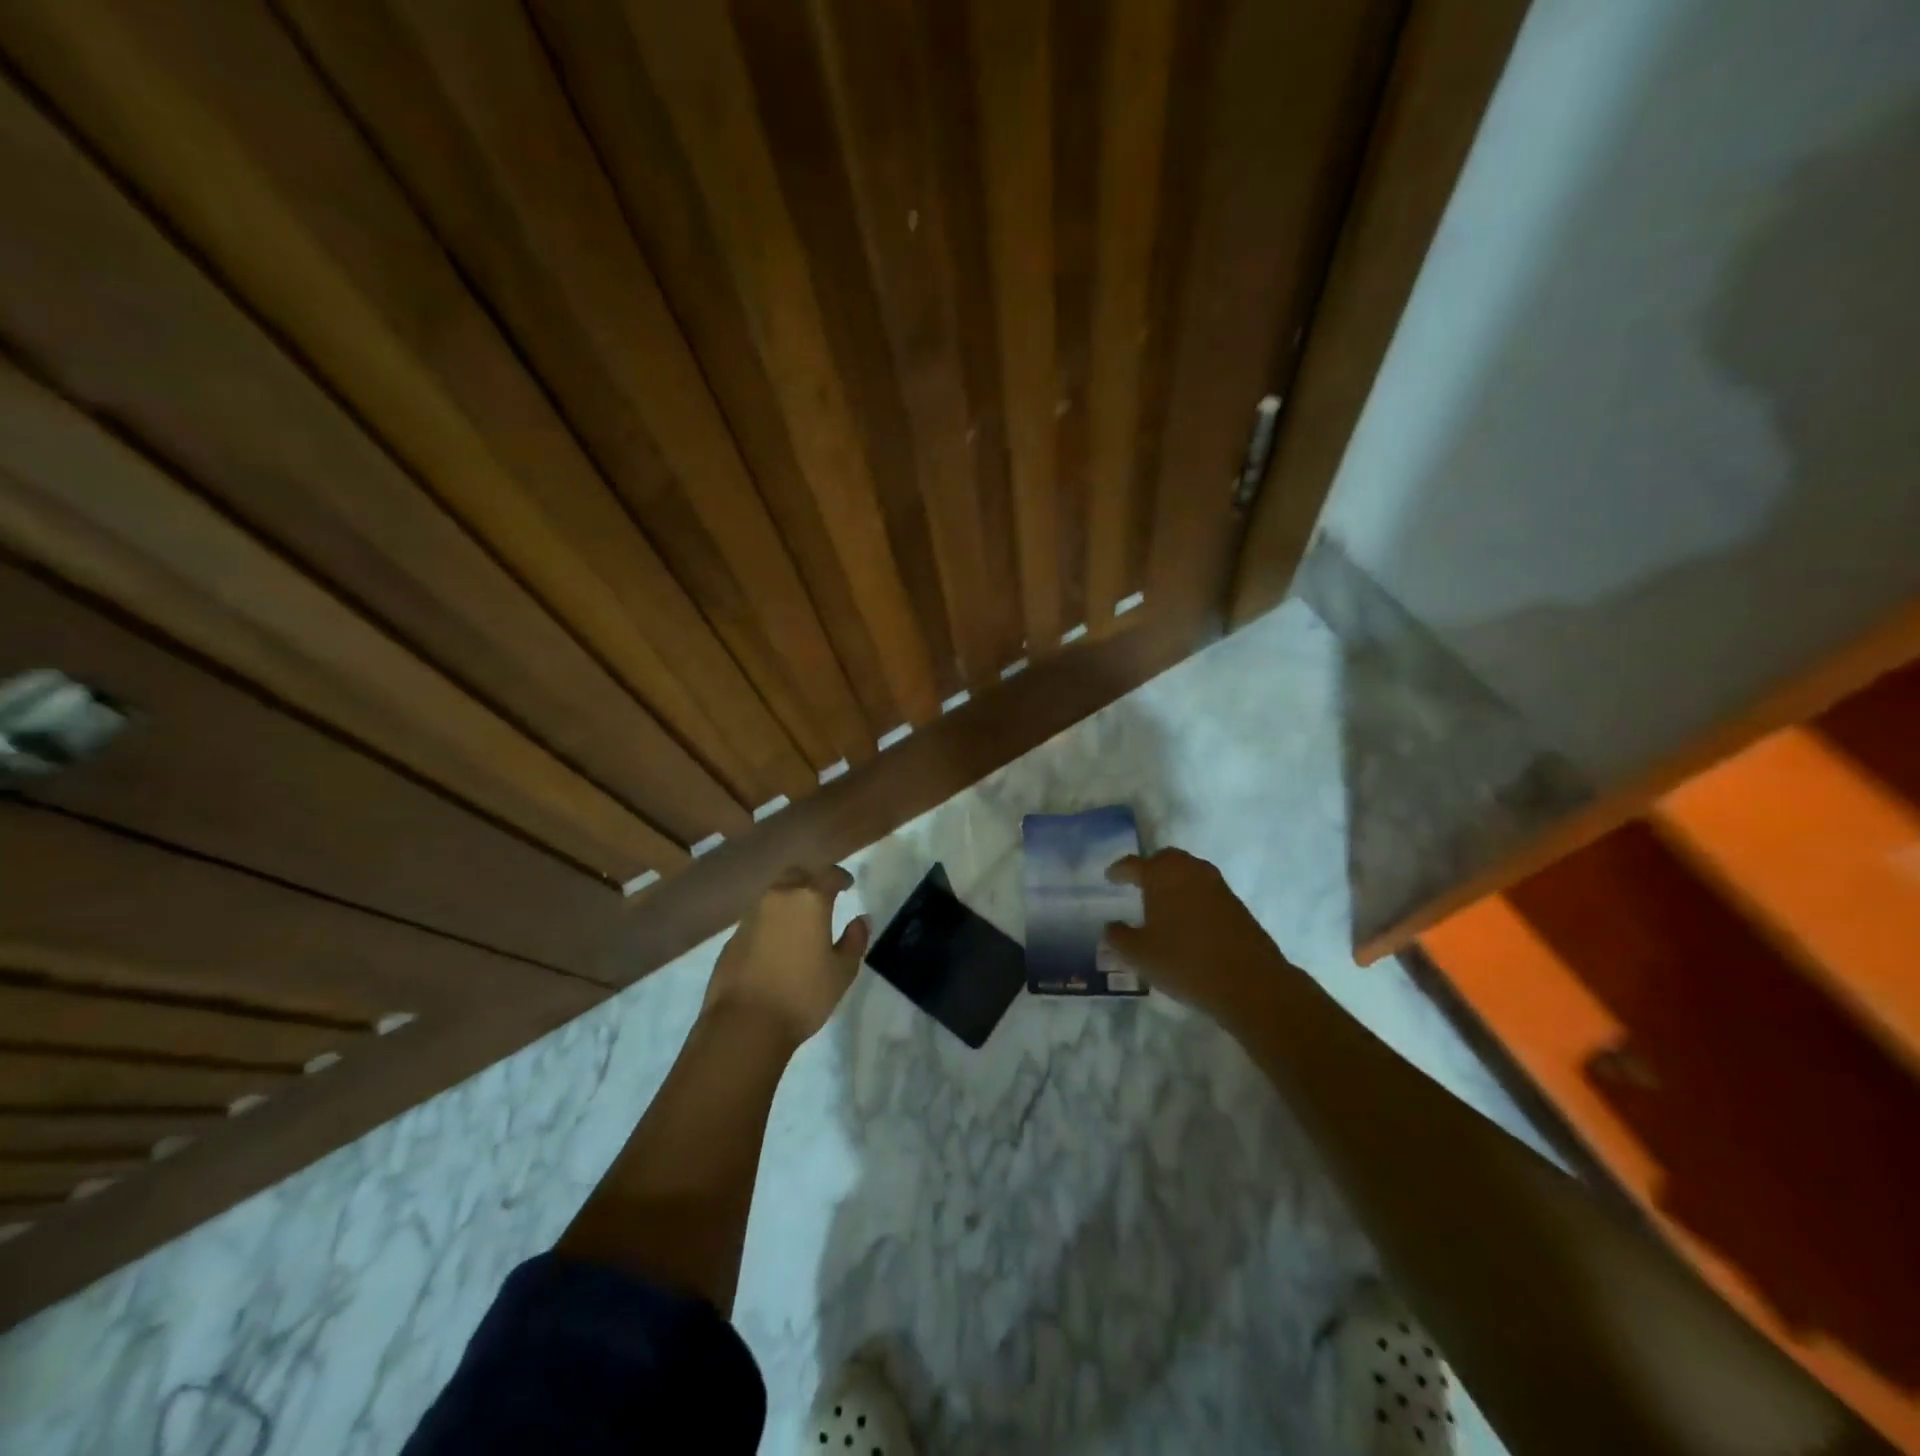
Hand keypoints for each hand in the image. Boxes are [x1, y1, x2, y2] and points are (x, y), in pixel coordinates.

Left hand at [704, 866, 869, 1047]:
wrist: (744, 1025)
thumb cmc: (802, 996)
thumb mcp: (842, 971)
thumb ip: (854, 941)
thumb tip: (861, 920)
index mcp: (809, 900)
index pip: (828, 875)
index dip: (841, 877)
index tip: (848, 885)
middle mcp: (778, 898)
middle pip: (796, 875)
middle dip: (811, 880)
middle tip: (822, 897)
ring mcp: (751, 916)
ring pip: (773, 894)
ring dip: (788, 900)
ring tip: (800, 921)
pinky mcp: (733, 937)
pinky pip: (758, 917)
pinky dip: (771, 921)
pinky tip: (778, 944)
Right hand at [1102, 849, 1288, 1019]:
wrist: (1249, 982)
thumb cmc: (1184, 962)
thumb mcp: (1140, 954)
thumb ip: (1119, 937)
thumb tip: (1111, 926)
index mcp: (1161, 875)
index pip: (1134, 864)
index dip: (1119, 871)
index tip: (1110, 877)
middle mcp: (1189, 871)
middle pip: (1166, 859)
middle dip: (1150, 868)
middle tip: (1138, 883)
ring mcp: (1217, 885)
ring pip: (1189, 872)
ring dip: (1174, 881)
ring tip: (1163, 901)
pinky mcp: (1236, 903)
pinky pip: (1206, 890)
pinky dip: (1193, 896)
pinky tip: (1188, 919)